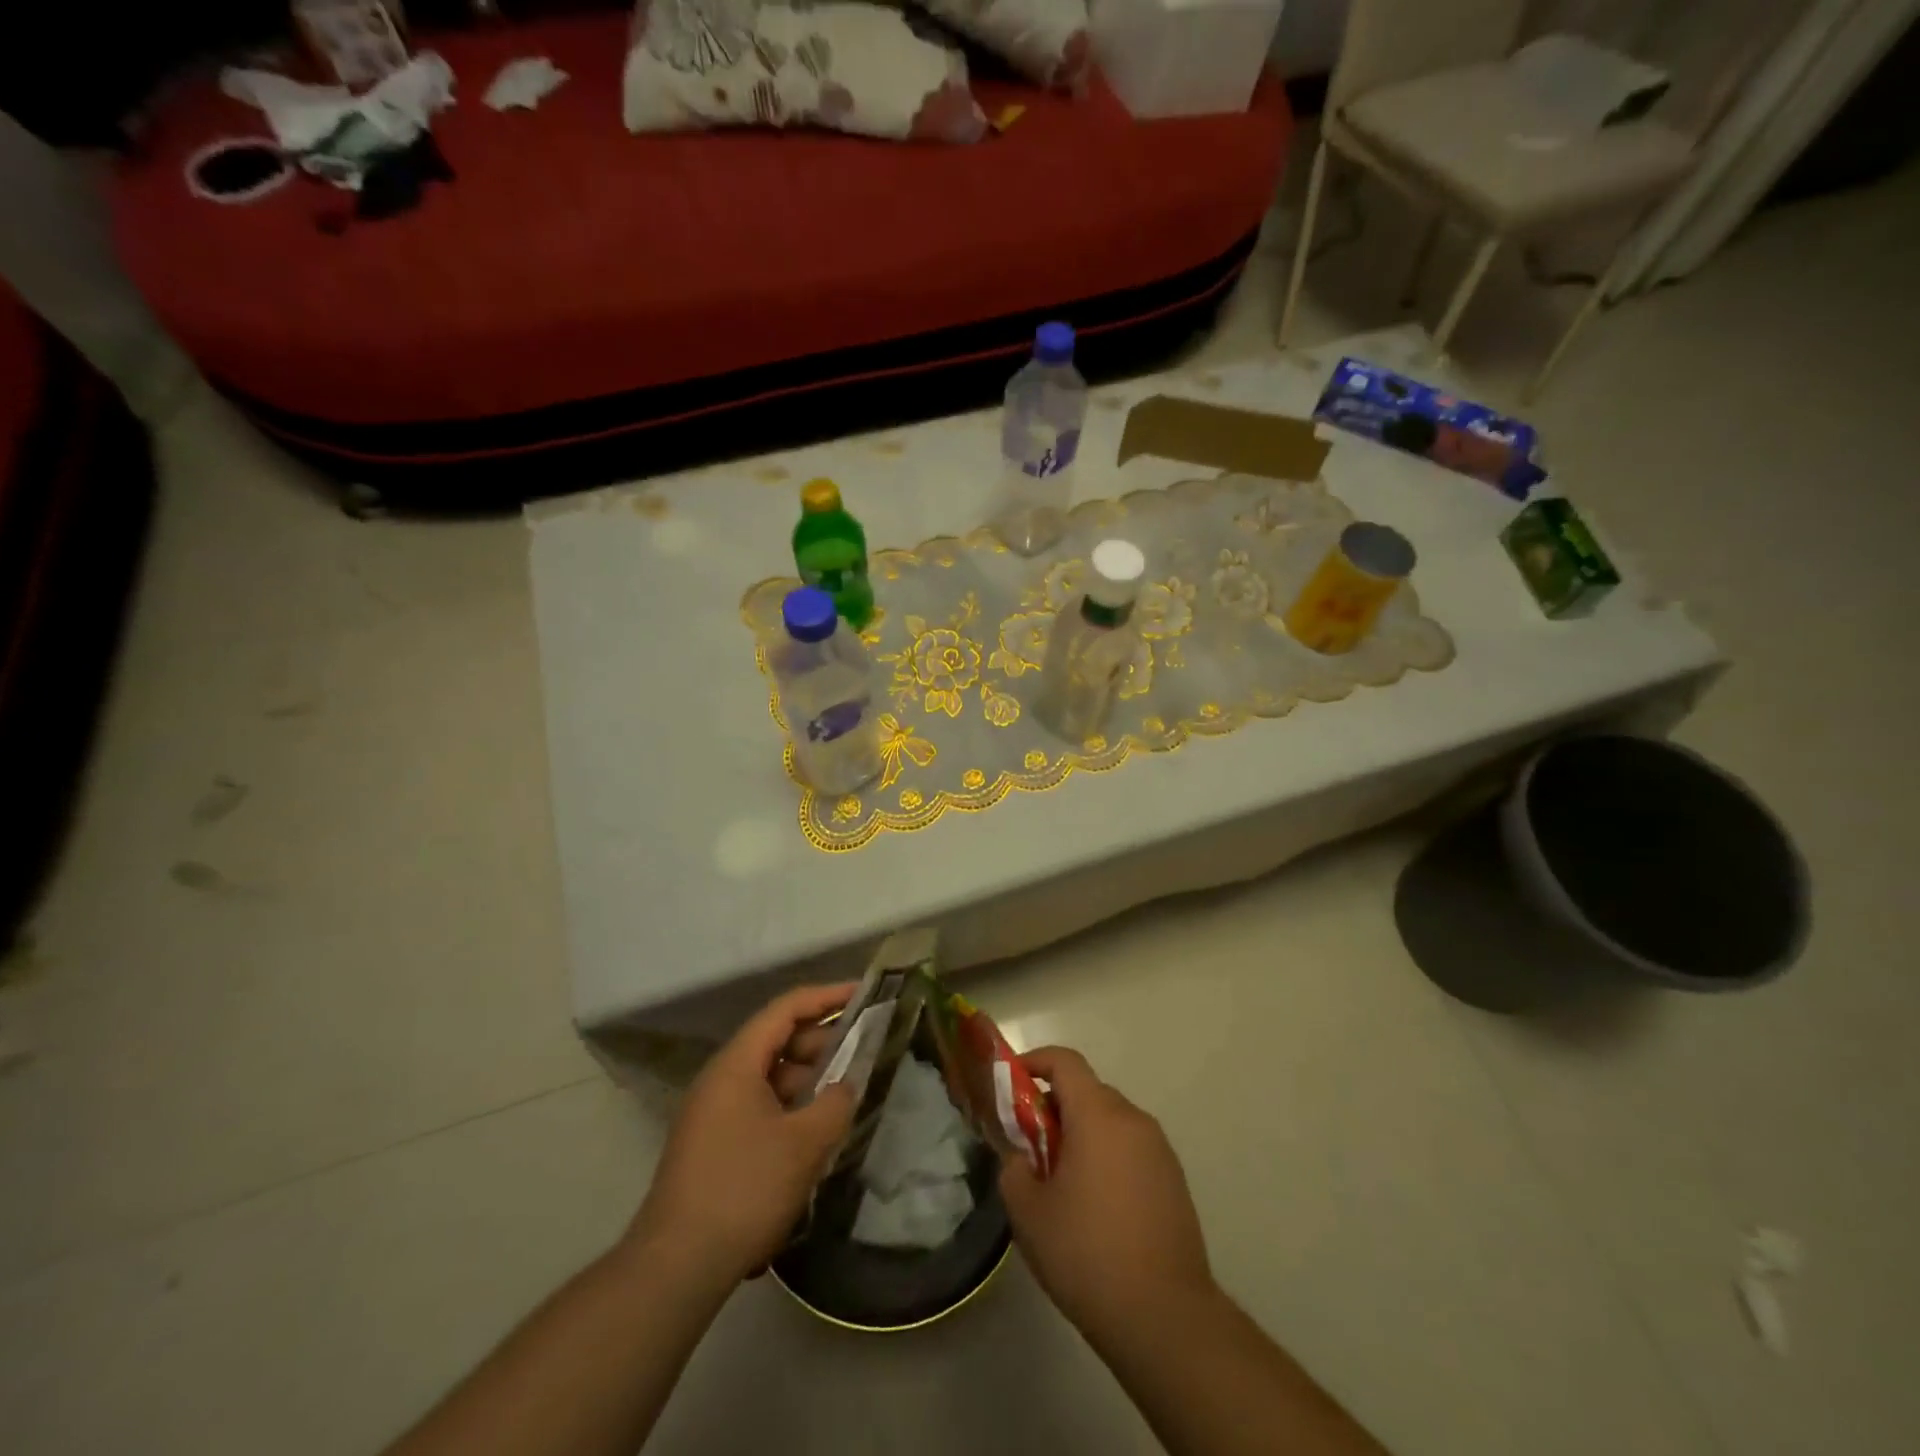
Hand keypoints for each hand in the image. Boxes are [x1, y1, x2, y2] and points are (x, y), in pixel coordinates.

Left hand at [627, 984, 856, 1286]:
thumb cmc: (744, 1189)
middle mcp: (720, 1079)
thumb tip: (846, 1085)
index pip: (786, 1009)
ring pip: (768, 1077)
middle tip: (861, 1054)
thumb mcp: (804, 1144)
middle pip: (776, 1041)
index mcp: (736, 1064)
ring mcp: (712, 1113)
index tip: (862, 995)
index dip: (826, 997)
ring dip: (806, 1080)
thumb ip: (836, 1104)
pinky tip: (813, 1135)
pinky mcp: (712, 1145)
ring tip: (842, 1098)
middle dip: (820, 1043)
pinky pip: (758, 1107)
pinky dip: (789, 1108)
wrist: (676, 1267)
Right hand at [998, 1046, 1213, 1339]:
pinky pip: (1131, 1148)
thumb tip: (1021, 1156)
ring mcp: (1159, 1149)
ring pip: (1110, 1121)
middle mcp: (1133, 1119)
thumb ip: (1014, 1168)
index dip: (1034, 1061)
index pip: (1064, 1061)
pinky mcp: (1174, 1179)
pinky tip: (1097, 1207)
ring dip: (1082, 1134)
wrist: (1165, 1317)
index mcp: (1098, 1115)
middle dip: (1054, 1107)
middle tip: (1030, 1146)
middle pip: (1087, 1091)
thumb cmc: (1088, 1254)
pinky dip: (1107, 1157)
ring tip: (1061, 1182)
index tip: (1011, 1084)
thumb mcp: (1029, 1213)